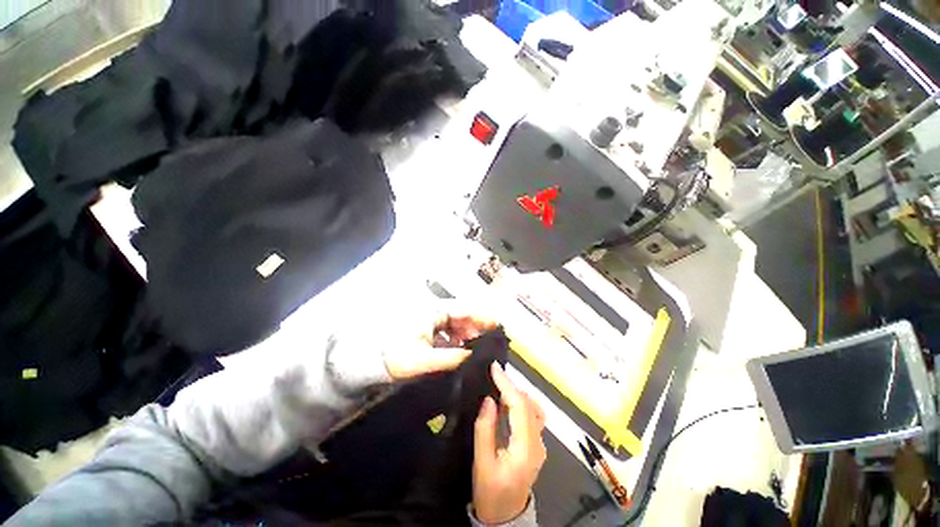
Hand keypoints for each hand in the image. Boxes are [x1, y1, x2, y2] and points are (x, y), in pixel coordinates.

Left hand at [382, 303, 496, 380]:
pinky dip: (455, 338)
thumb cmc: (397, 356)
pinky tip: (460, 349)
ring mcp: (430, 319)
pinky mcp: (426, 328)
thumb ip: (452, 358)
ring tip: (476, 348)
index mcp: (434, 312)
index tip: (496, 325)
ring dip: (466, 334)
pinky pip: (446, 330)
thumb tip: (473, 356)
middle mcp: (433, 311)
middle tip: (488, 342)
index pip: (463, 310)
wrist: (371, 361)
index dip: (481, 317)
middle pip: (461, 316)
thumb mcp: (425, 359)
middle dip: (475, 328)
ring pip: (454, 323)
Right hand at [473, 362, 546, 524]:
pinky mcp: (536, 444)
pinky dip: (519, 403)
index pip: (520, 406)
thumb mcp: (482, 464)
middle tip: (493, 375)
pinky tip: (506, 402)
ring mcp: (539, 444)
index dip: (507, 384)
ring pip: (532, 407)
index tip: (494, 367)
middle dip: (511, 385)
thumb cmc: (491, 493)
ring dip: (516, 393)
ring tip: (498, 386)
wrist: (505, 517)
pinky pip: (531, 415)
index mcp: (526, 449)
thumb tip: (489, 400)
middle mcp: (538, 443)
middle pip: (528, 404)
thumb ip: (485, 430)